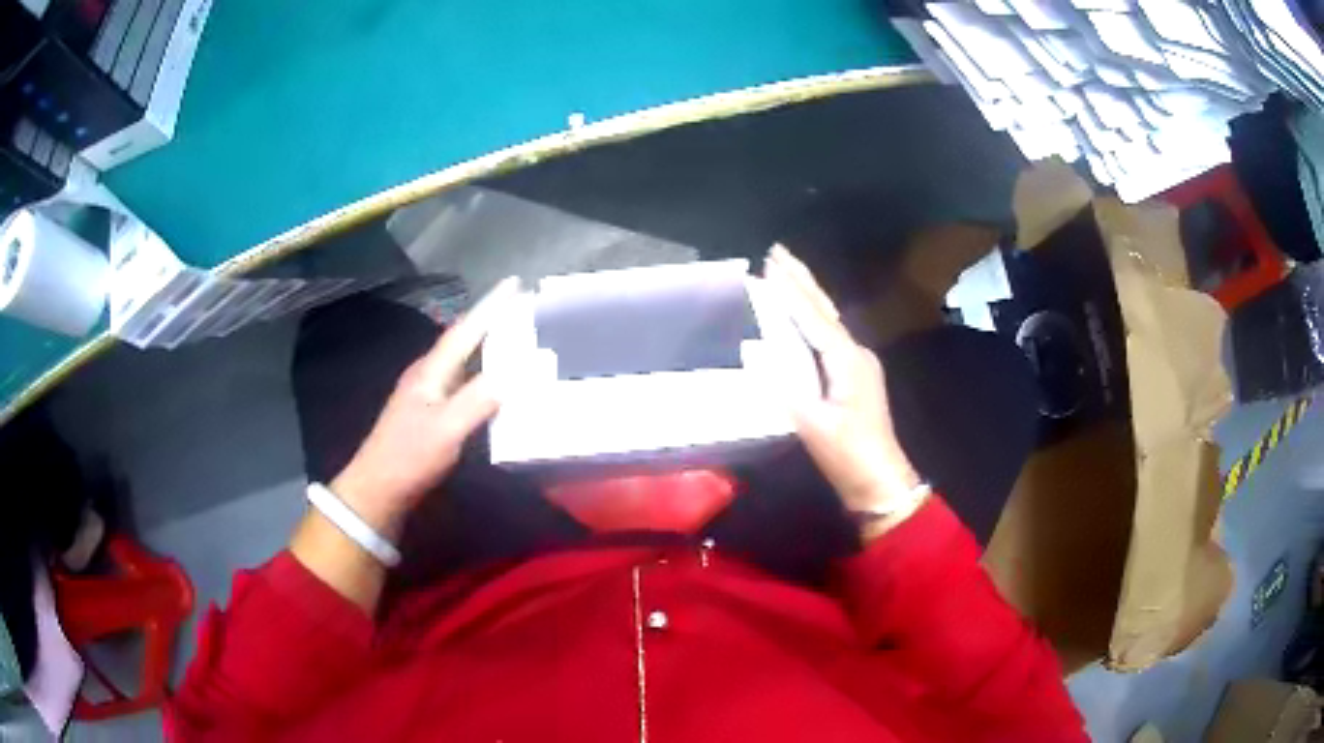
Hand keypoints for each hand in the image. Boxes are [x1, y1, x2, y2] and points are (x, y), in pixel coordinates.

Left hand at [330, 277, 518, 535]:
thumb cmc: (409, 456)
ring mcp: (427, 394)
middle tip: (524, 308)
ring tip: (517, 337)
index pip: (465, 330)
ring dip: (488, 345)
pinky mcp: (430, 414)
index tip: (516, 283)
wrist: (378, 489)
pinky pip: (463, 381)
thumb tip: (519, 370)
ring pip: (463, 360)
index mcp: (431, 371)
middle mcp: (428, 375)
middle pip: (464, 339)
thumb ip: (480, 399)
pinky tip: (495, 382)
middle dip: (492, 320)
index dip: (491, 306)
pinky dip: (483, 373)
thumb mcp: (447, 429)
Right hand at [764, 246, 924, 529]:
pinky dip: (810, 319)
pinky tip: (801, 318)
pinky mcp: (853, 379)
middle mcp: (856, 354)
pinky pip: (828, 338)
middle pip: (825, 309)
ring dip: (806, 295)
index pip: (813, 316)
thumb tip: (752, 350)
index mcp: (848, 360)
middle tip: (777, 251)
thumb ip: (783, 387)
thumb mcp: (814, 424)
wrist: (880, 482)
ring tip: (785, 273)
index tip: (768, 262)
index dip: (790, 289)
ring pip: (828, 320)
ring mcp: (858, 366)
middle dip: (801, 279)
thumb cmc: (849, 454)